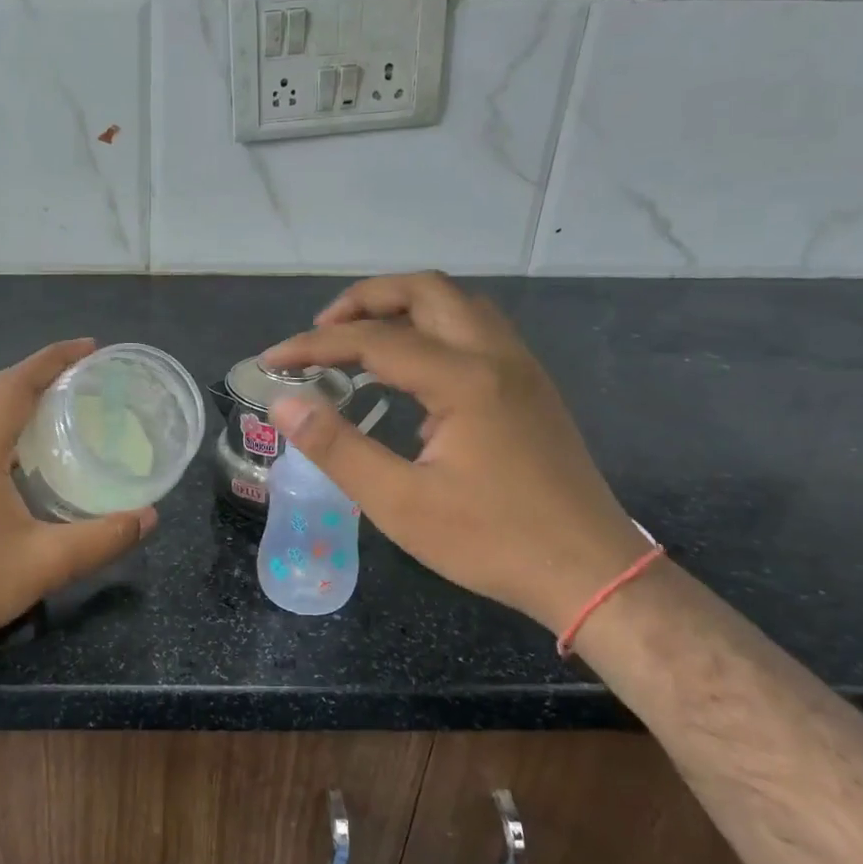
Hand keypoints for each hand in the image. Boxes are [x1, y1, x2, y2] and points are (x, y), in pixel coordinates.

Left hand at [0, 339, 156, 654]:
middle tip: (86, 372)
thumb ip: (103, 537)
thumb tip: (150, 517)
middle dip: (40, 373)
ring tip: (62, 401)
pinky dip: (5, 422)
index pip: (16, 384)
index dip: (53, 360)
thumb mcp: (48, 561)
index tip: (91, 347)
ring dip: (20, 397)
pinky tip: (27, 448)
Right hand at [264, 273, 649, 630]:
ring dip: (403, 307)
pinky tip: (411, 371)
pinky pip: (476, 329)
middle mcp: (496, 356)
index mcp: (464, 380)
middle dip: (364, 300)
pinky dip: (432, 327)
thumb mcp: (400, 503)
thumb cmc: (491, 541)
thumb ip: (337, 447)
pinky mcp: (530, 386)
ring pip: (457, 304)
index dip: (314, 345)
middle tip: (322, 332)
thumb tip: (285, 403)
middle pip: (425, 291)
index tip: (272, 361)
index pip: (374, 339)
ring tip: (360, 339)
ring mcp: (520, 368)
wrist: (591, 572)